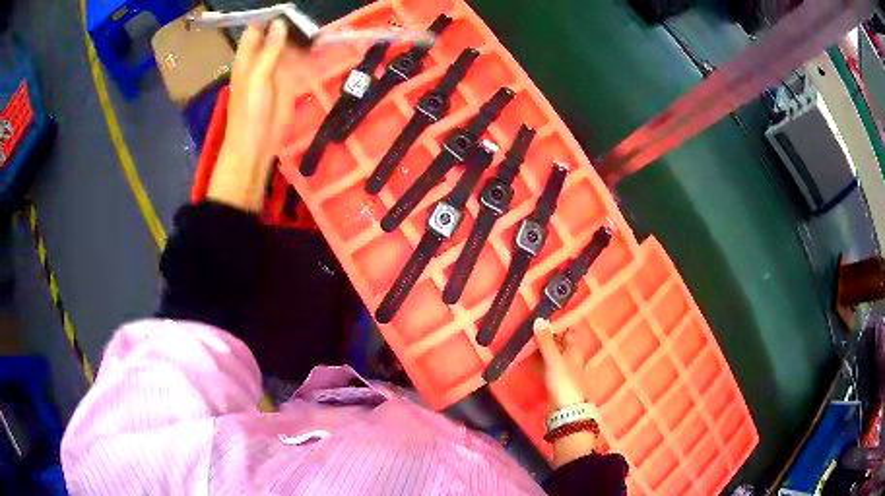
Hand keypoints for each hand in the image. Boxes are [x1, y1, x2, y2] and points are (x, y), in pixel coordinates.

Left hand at [208, 21, 300, 210]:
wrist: (257, 145)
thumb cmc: (249, 112)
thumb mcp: (257, 78)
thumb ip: (269, 51)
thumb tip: (280, 23)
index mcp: (247, 58)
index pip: (256, 31)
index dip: (269, 20)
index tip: (288, 11)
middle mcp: (262, 61)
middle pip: (276, 37)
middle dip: (291, 26)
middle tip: (310, 17)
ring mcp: (276, 72)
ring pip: (289, 49)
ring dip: (302, 39)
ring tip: (319, 28)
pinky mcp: (289, 83)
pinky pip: (299, 64)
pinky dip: (309, 55)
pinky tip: (320, 46)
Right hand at [533, 318, 584, 408]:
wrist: (565, 409)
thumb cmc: (563, 380)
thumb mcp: (553, 359)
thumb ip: (546, 340)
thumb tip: (539, 319)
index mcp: (573, 349)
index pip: (567, 329)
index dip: (556, 322)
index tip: (540, 315)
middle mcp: (569, 356)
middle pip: (557, 341)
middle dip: (544, 334)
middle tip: (526, 326)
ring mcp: (561, 368)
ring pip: (549, 353)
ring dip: (538, 347)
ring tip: (522, 339)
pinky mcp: (553, 379)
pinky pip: (544, 364)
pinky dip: (536, 360)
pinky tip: (525, 358)